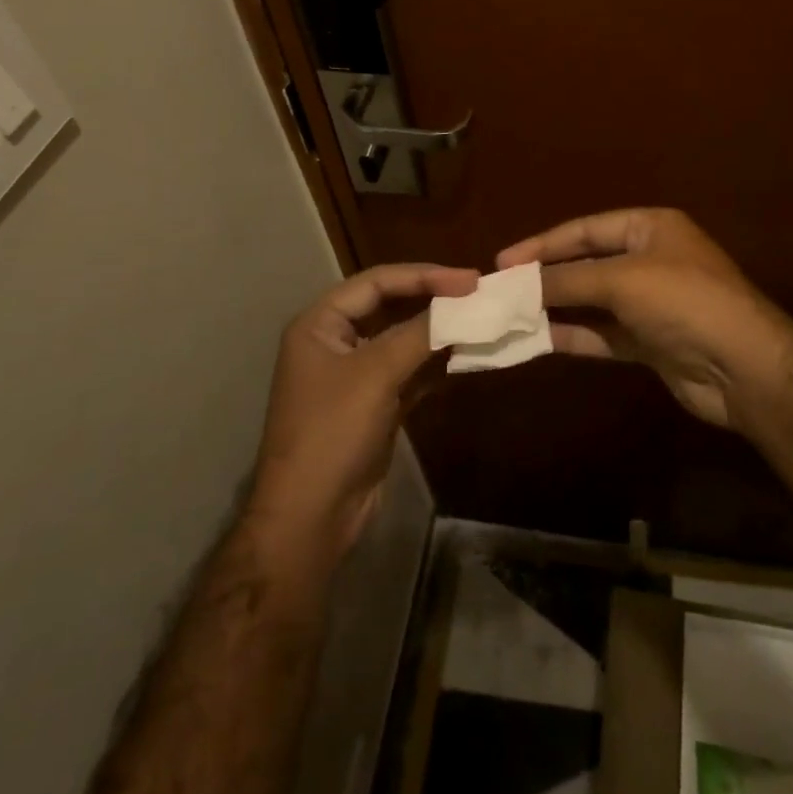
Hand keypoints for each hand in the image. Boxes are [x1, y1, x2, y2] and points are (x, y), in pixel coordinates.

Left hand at [248, 263, 477, 558]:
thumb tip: (463, 304)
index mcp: (320, 324)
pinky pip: (411, 373)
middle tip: (478, 296)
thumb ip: (420, 333)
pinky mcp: (375, 405)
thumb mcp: (376, 373)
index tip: (469, 279)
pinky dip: (436, 365)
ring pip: (404, 341)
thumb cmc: (333, 432)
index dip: (423, 275)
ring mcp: (356, 376)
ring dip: (439, 333)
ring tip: (481, 322)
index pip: (376, 282)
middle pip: (391, 307)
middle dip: (433, 301)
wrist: (311, 517)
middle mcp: (335, 342)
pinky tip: (468, 357)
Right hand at [498, 209, 792, 430]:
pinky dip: (574, 335)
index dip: (543, 243)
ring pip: (592, 301)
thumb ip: (567, 279)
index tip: (503, 260)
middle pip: (586, 264)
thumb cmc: (683, 302)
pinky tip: (539, 340)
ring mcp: (651, 304)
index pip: (586, 229)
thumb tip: (518, 282)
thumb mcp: (622, 280)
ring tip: (510, 315)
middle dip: (546, 276)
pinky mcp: (650, 342)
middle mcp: (650, 260)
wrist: (743, 367)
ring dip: (555, 308)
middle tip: (500, 288)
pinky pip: (603, 333)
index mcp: (650, 228)